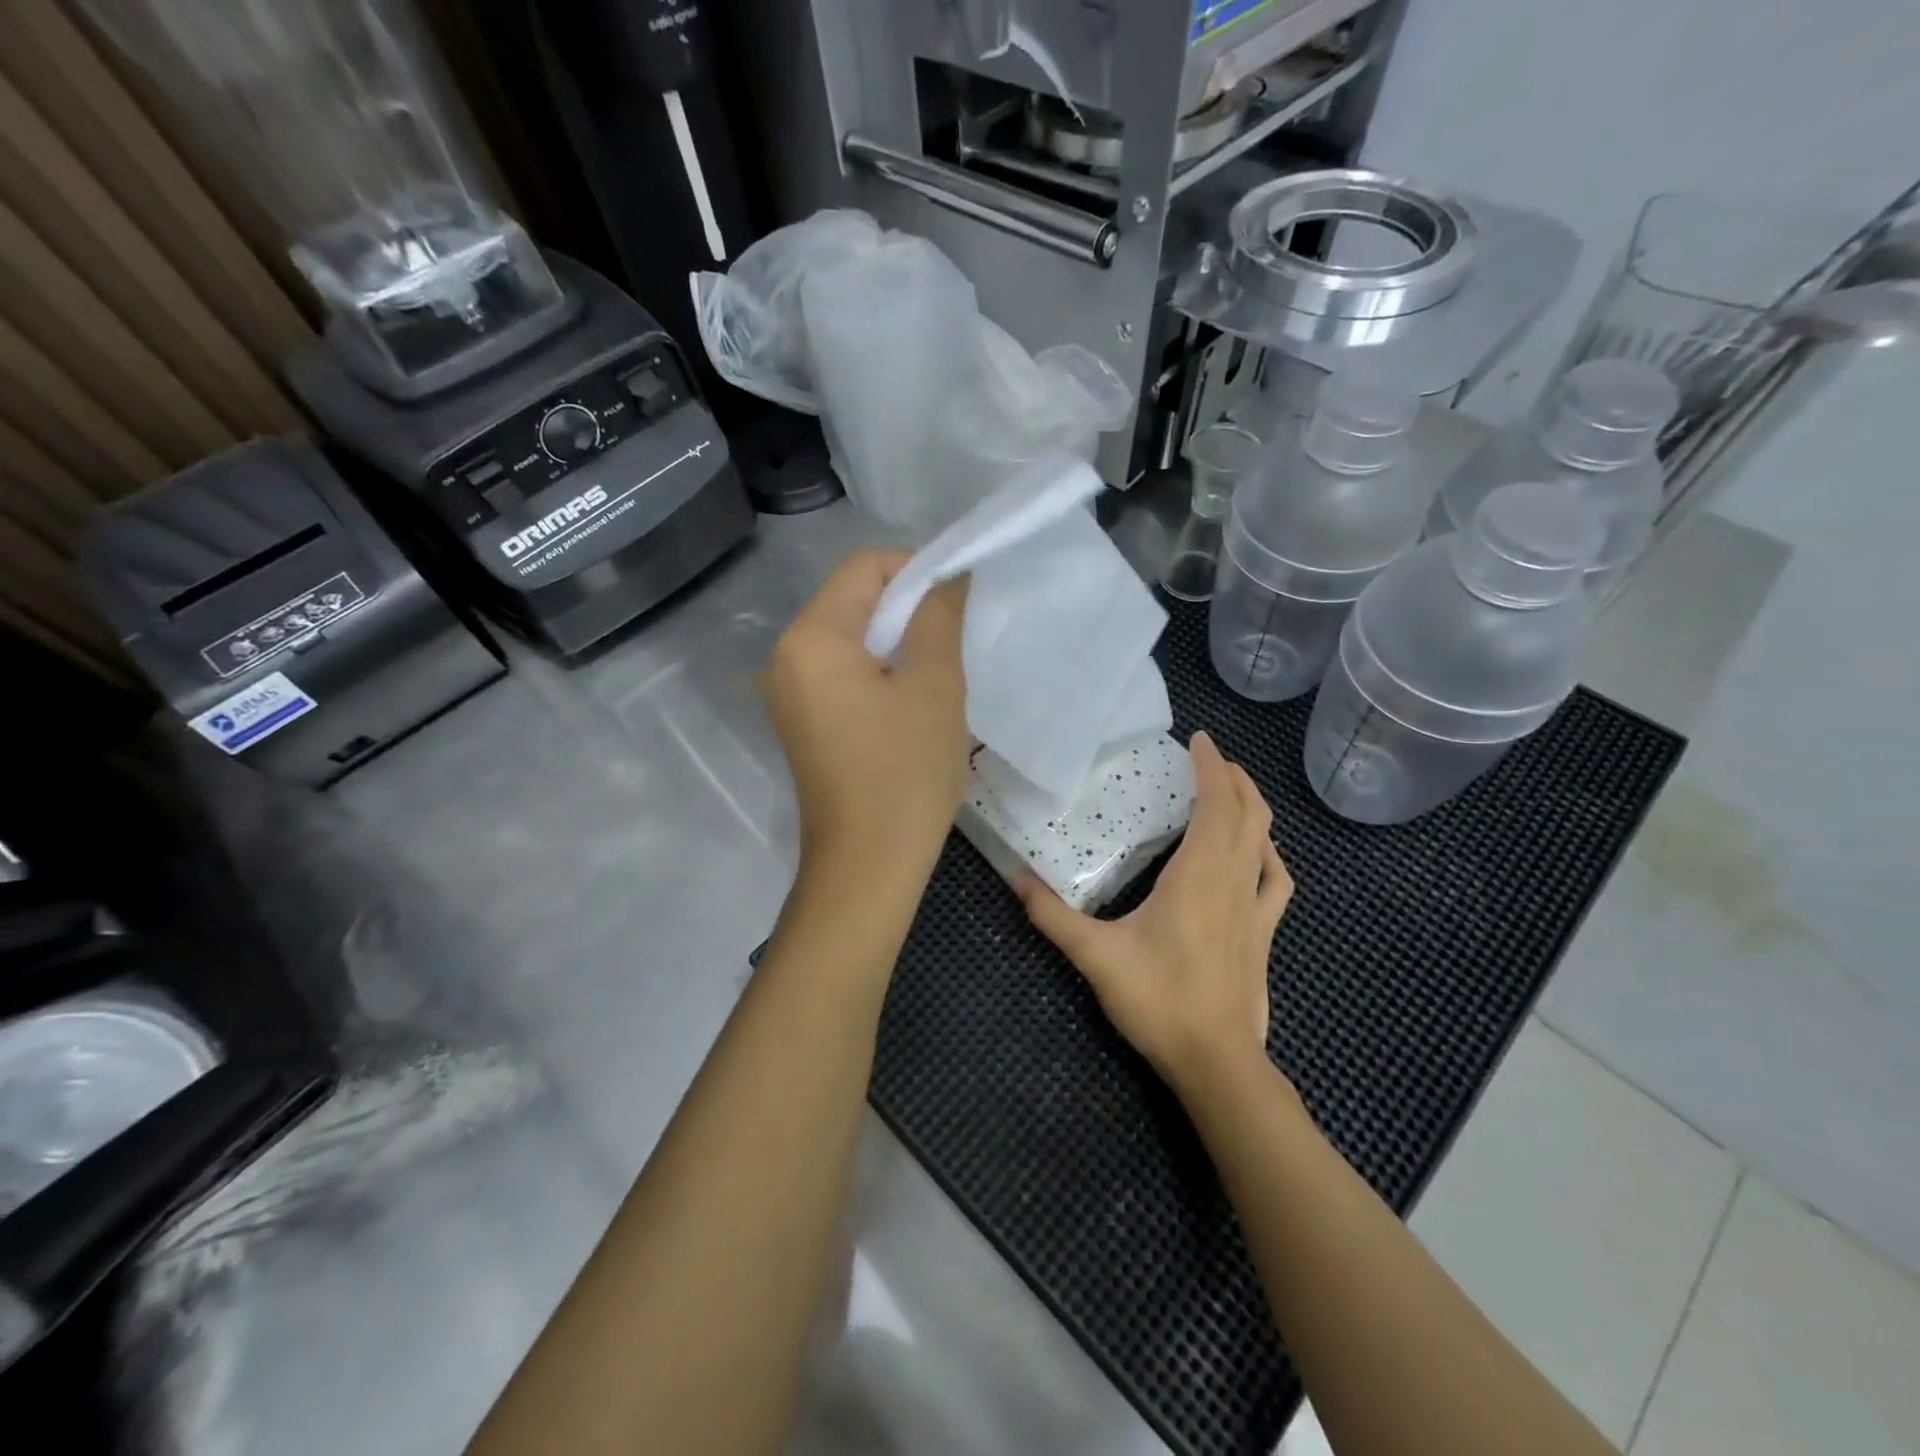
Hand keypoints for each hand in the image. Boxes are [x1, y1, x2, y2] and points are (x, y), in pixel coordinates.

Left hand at [764, 550, 969, 893]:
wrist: (867, 865)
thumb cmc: (905, 771)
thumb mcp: (934, 684)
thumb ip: (939, 615)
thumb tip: (948, 577)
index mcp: (810, 638)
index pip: (864, 567)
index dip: (916, 569)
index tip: (957, 598)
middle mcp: (785, 657)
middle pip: (851, 601)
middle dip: (906, 607)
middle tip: (954, 637)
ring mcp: (788, 694)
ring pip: (848, 639)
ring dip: (895, 642)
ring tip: (937, 670)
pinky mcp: (801, 723)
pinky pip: (840, 675)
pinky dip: (877, 671)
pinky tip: (909, 700)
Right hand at [1019, 731, 1292, 1097]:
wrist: (1216, 1062)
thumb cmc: (1158, 1000)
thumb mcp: (1096, 956)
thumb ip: (1053, 915)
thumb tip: (1015, 878)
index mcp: (1197, 875)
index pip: (1216, 805)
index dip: (1212, 768)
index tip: (1200, 740)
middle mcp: (1232, 880)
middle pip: (1248, 814)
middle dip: (1234, 778)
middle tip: (1211, 758)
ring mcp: (1254, 908)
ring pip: (1265, 842)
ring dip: (1254, 808)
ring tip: (1235, 791)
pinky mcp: (1264, 934)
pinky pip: (1276, 881)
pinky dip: (1270, 854)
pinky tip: (1261, 853)